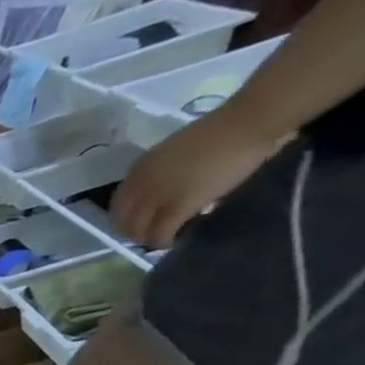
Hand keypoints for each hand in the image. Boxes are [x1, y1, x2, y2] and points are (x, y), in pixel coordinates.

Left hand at [110, 105, 282, 247]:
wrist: (248, 122)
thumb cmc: (219, 133)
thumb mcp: (173, 154)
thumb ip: (160, 175)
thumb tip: (158, 198)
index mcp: (139, 169)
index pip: (117, 207)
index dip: (126, 221)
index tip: (140, 225)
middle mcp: (141, 184)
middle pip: (124, 224)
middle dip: (136, 234)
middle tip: (154, 234)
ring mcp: (157, 196)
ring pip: (139, 233)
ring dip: (151, 239)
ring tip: (167, 237)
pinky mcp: (178, 205)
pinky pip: (160, 234)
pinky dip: (165, 241)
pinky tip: (176, 240)